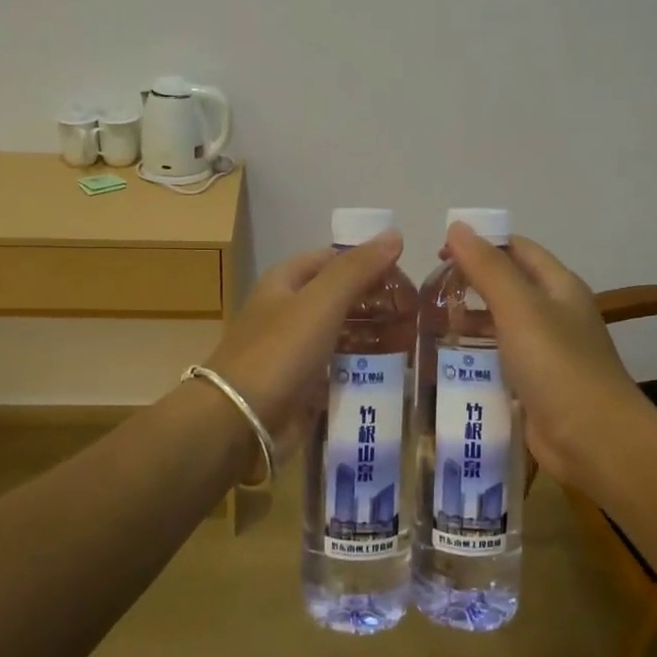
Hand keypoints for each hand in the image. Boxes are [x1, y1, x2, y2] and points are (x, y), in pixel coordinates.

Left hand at [202, 234, 405, 456]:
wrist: (240, 421)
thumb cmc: (279, 352)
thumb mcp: (321, 302)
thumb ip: (357, 269)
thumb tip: (394, 234)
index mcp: (285, 282)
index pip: (333, 259)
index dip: (368, 263)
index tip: (405, 278)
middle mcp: (288, 312)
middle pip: (339, 298)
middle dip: (376, 303)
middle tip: (416, 313)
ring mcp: (294, 351)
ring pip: (342, 334)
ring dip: (373, 336)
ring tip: (411, 343)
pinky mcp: (301, 386)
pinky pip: (338, 370)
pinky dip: (362, 369)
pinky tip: (391, 374)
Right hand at [444, 223, 650, 483]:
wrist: (595, 441)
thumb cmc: (558, 365)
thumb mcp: (520, 309)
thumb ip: (488, 268)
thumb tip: (458, 226)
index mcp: (558, 286)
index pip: (517, 248)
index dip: (480, 243)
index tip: (438, 253)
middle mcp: (555, 313)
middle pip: (508, 285)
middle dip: (470, 283)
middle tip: (428, 292)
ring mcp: (547, 351)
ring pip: (502, 324)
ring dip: (469, 321)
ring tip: (428, 324)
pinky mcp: (535, 384)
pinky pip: (501, 360)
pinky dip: (476, 356)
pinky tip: (448, 362)